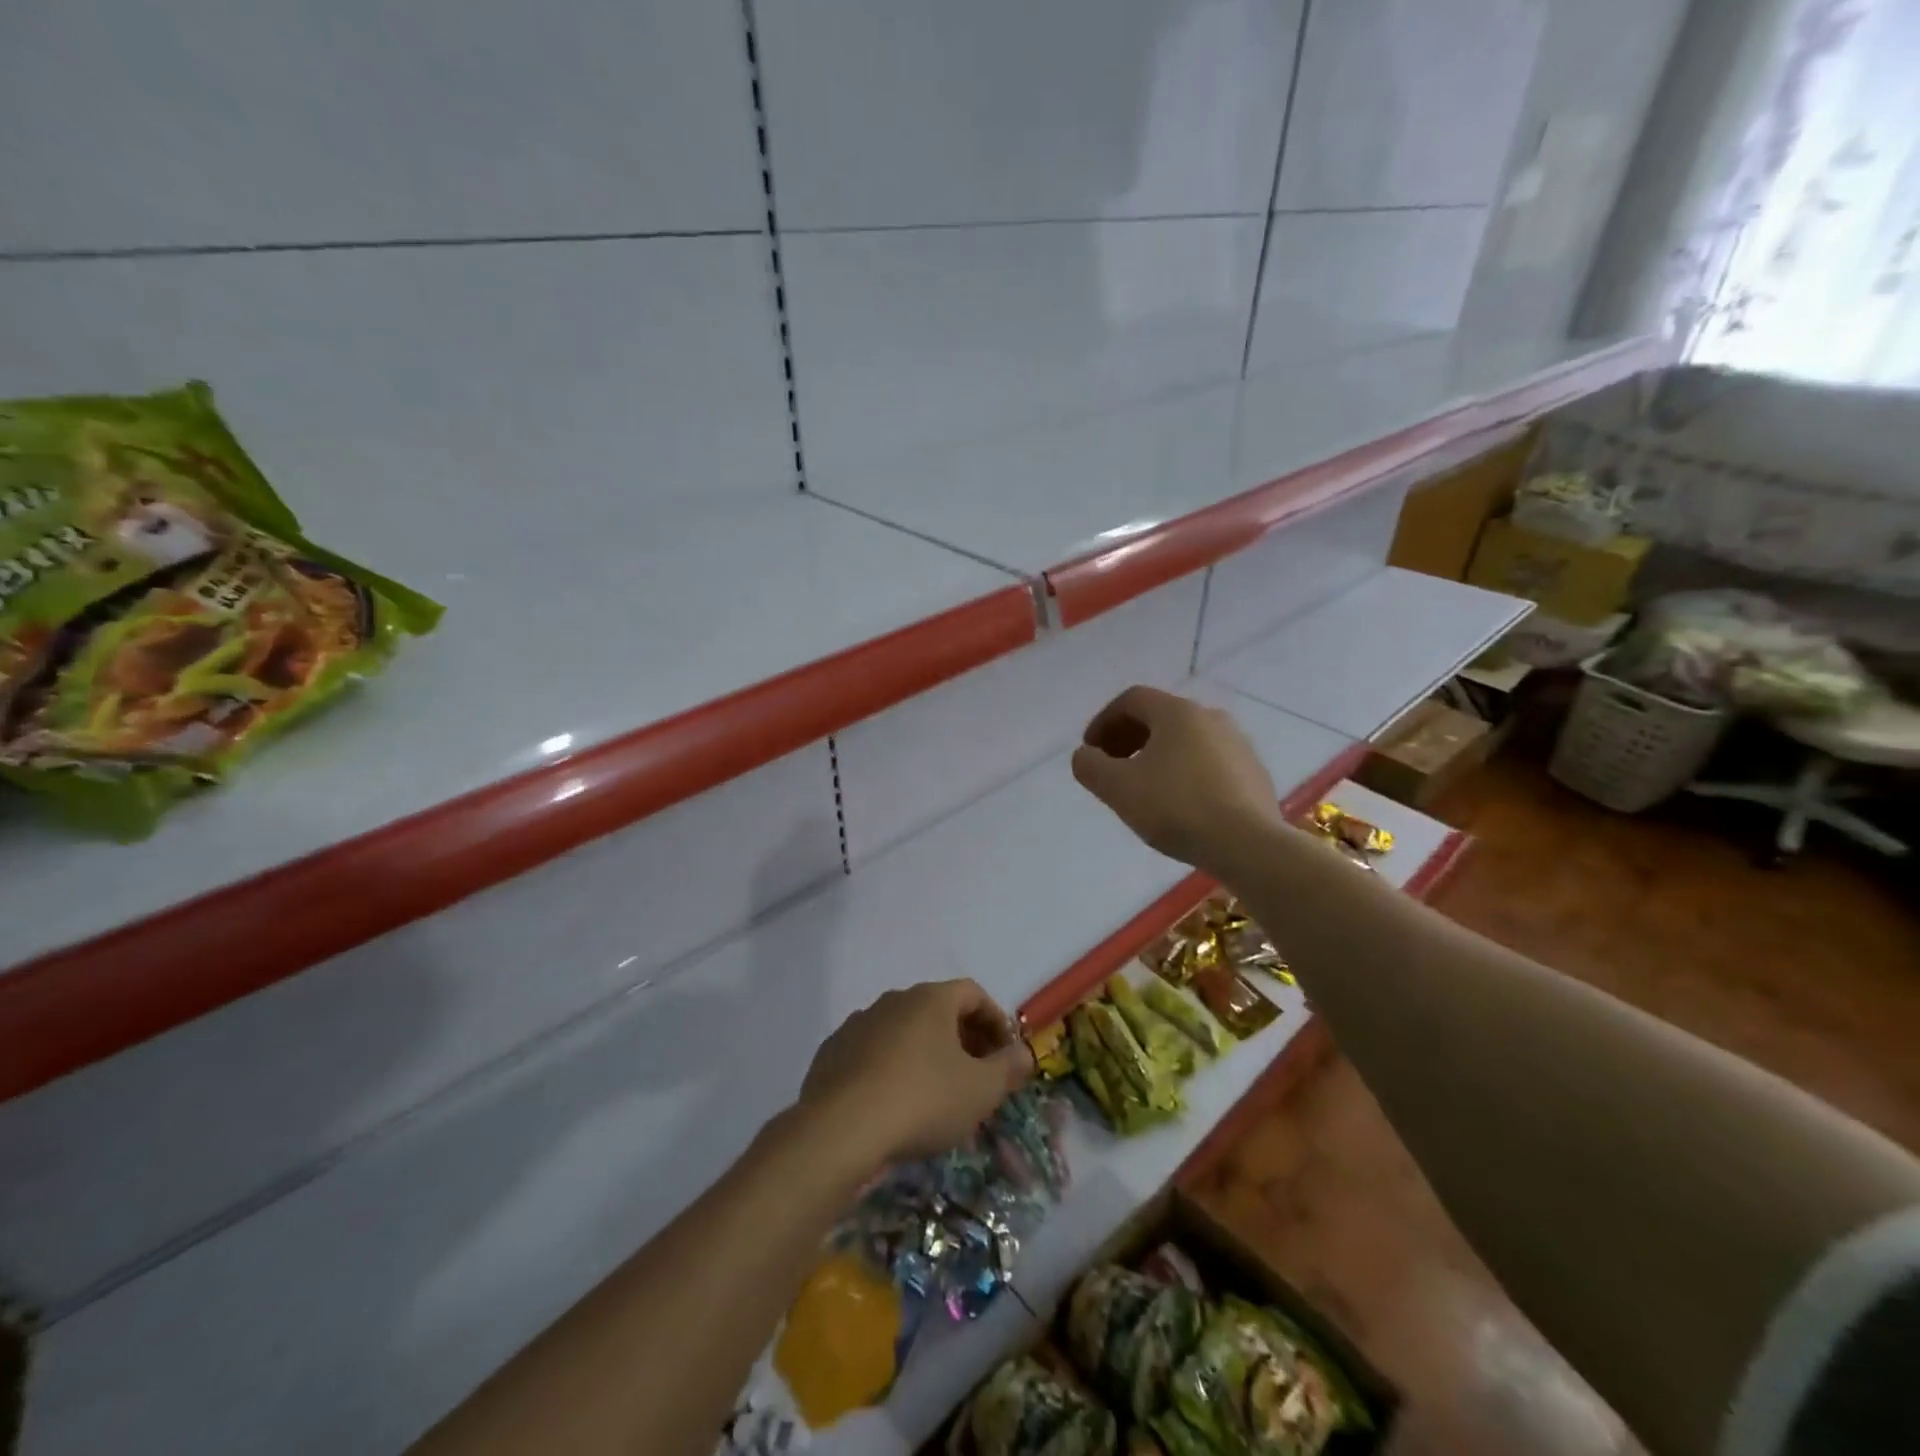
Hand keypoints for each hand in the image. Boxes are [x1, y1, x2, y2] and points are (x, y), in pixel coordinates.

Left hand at [799, 980, 1033, 1166]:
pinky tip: (893, 1104)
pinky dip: (890, 1069)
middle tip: (976, 1077)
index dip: (995, 1021)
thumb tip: (1023, 1053)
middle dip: (962, 1040)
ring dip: (925, 1054)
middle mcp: (894, 1000)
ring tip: (936, 1096)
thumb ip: (1007, 1068)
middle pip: (938, 1010)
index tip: (1004, 1055)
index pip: (973, 993)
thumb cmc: (922, 1100)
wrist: (841, 1128)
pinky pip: (873, 1052)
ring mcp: (859, 1023)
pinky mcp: (832, 1052)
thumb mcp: (980, 1090)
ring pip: (903, 1032)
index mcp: (931, 999)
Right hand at [1071, 685, 1281, 874]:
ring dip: (1157, 756)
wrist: (1247, 844)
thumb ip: (1090, 766)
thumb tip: (1085, 755)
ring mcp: (1239, 744)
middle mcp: (1211, 717)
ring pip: (1186, 740)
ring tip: (1143, 788)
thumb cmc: (1176, 808)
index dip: (1103, 721)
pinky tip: (1179, 804)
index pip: (1132, 699)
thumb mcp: (1117, 788)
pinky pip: (1209, 762)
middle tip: (1112, 767)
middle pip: (1160, 717)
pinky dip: (1185, 772)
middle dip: (1129, 738)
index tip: (1091, 751)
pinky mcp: (1254, 773)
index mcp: (1177, 712)